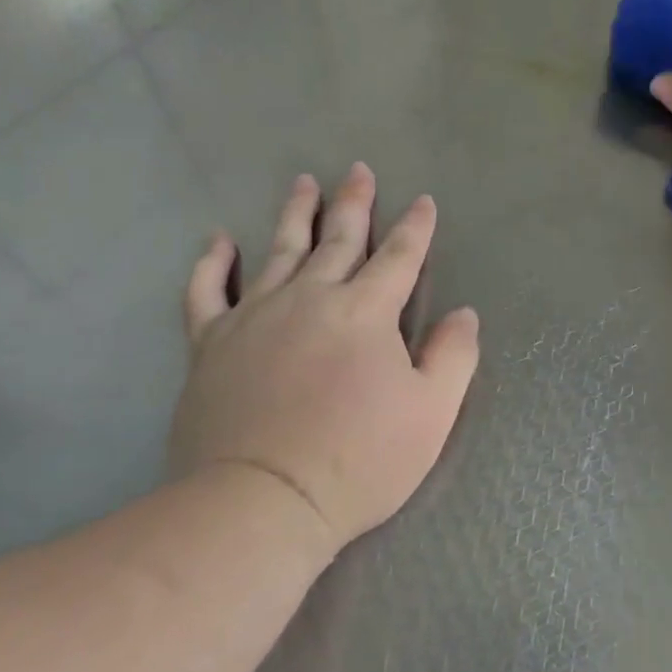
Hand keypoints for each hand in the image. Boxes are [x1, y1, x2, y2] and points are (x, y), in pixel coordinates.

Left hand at [169, 163, 479, 564]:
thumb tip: (463, 314)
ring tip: (303, 183)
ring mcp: (255, 317)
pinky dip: (213, 263)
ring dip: (295, 215)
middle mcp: (310, 299)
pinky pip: (208, 291)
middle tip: (358, 170)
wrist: (262, 501)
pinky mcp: (212, 344)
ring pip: (279, 251)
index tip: (423, 201)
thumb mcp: (431, 414)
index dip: (415, 228)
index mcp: (365, 313)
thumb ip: (453, 356)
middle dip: (354, 204)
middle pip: (338, 241)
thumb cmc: (358, 461)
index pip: (398, 258)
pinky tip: (220, 240)